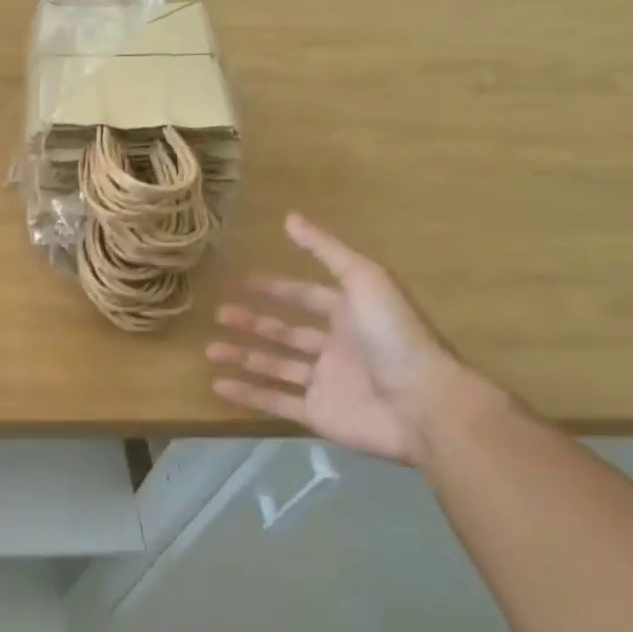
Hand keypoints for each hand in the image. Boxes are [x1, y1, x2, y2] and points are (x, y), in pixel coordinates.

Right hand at [206, 213, 479, 463]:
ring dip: (243, 356)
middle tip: (220, 314)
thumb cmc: (394, 337)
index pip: (308, 297)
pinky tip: (218, 384)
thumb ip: (327, 251)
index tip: (245, 282)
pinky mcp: (318, 413)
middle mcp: (337, 347)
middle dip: (253, 323)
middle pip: (287, 332)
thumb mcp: (364, 280)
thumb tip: (290, 217)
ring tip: (211, 350)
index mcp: (352, 315)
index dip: (278, 289)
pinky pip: (275, 401)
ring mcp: (326, 382)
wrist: (421, 403)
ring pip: (275, 366)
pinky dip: (247, 394)